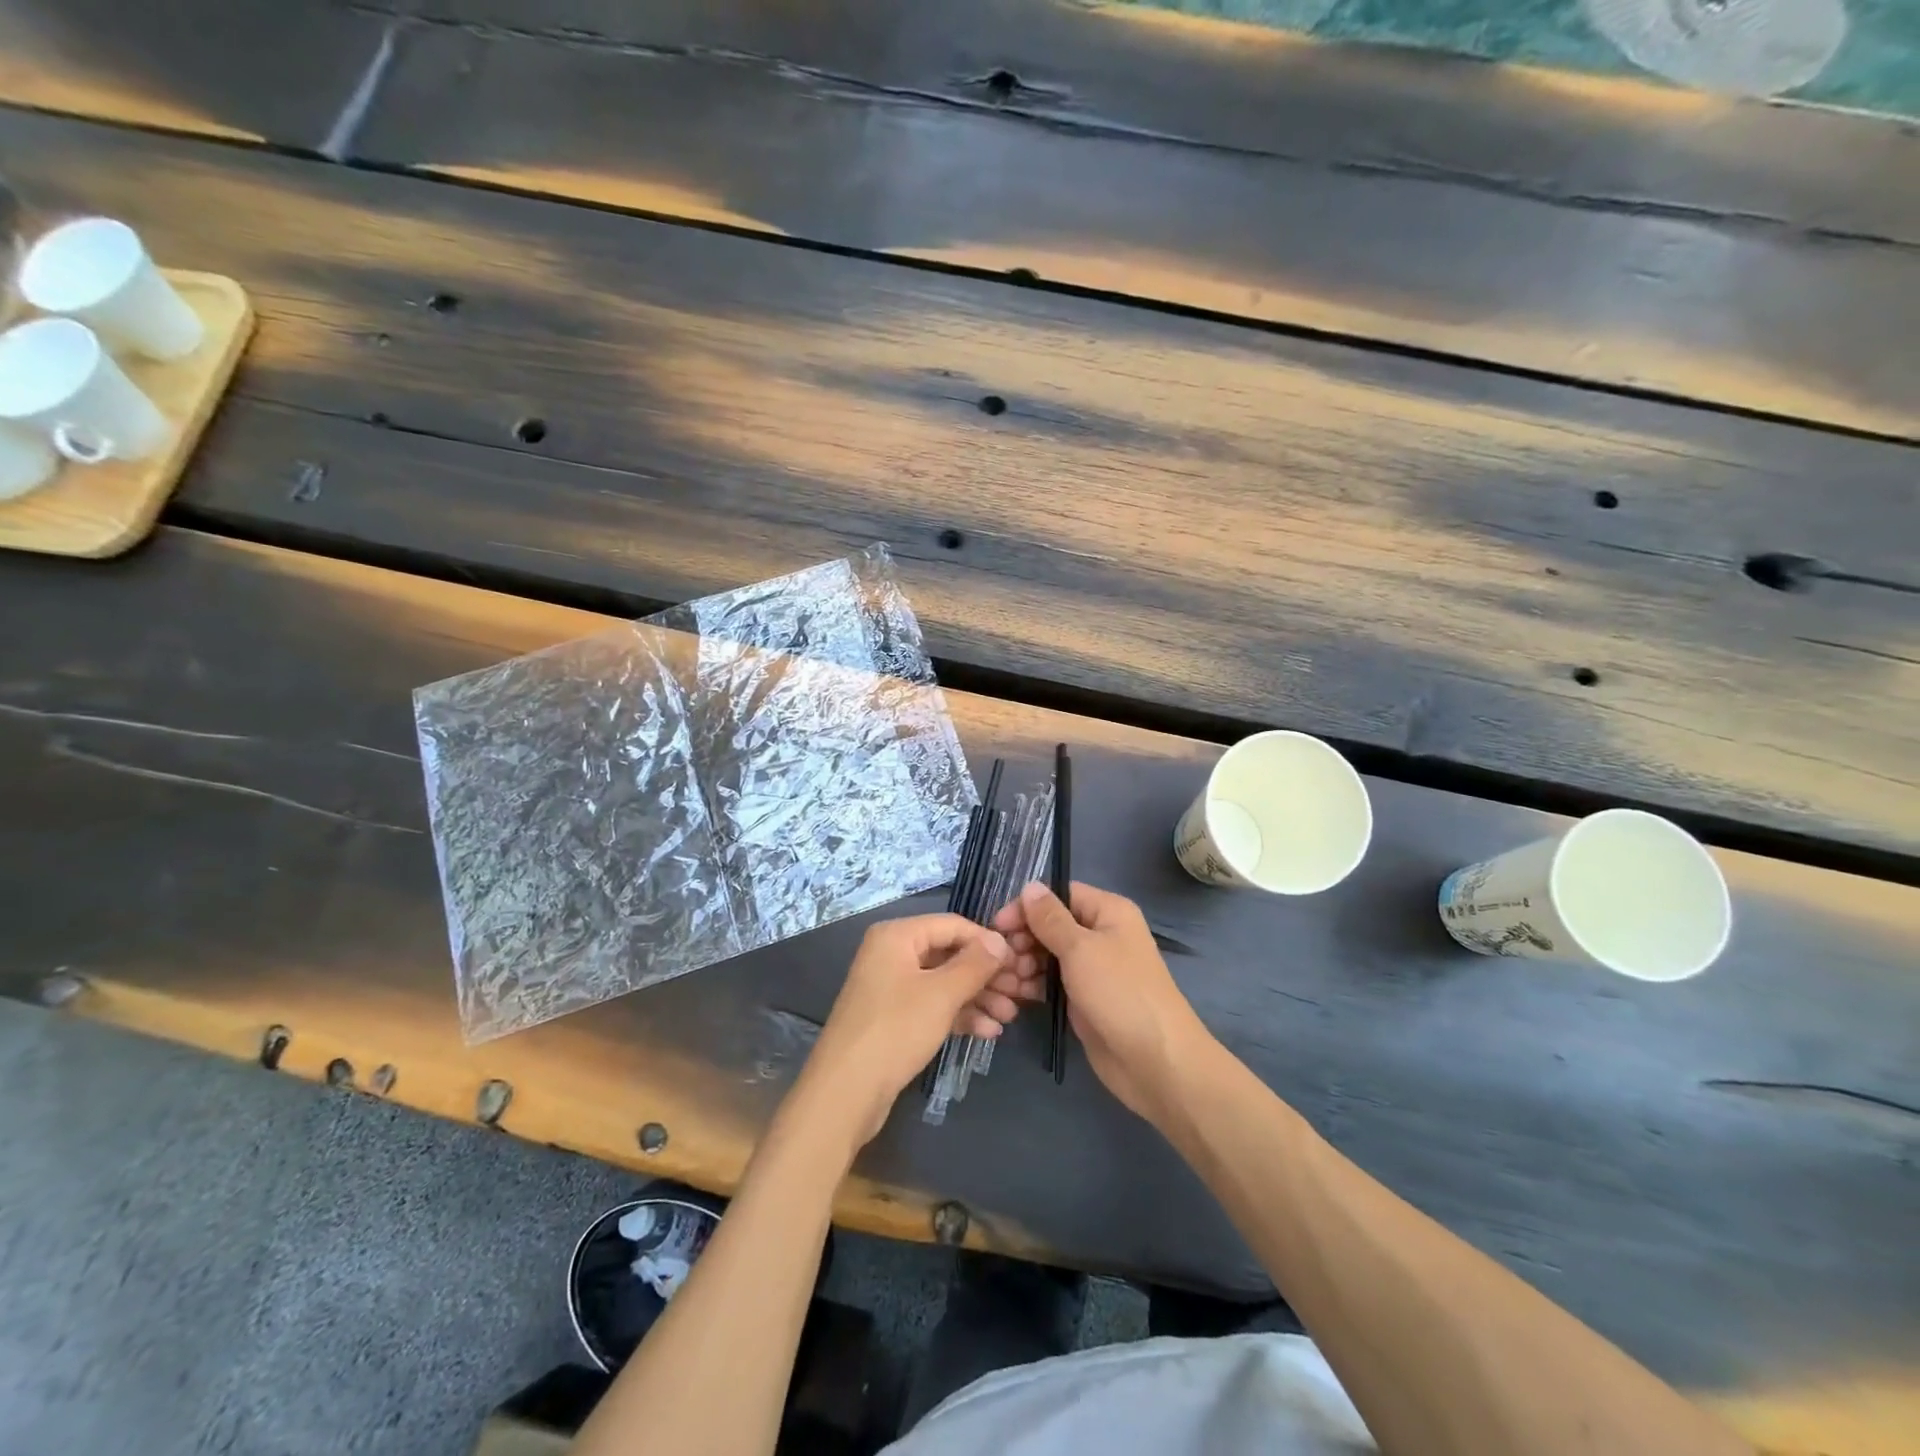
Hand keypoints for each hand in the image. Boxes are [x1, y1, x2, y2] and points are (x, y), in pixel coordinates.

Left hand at [794, 914, 1019, 1149]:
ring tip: (1010, 1016)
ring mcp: (892, 987)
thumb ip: (975, 964)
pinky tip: (989, 1032)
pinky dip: (959, 1015)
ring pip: (944, 983)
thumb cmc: (895, 1030)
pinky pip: (933, 1006)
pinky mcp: (894, 1018)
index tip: (1020, 962)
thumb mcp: (941, 994)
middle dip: (986, 974)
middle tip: (1021, 992)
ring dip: (978, 997)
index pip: (952, 925)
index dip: (987, 942)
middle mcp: (892, 954)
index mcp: (897, 936)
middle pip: (949, 954)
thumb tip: (1001, 940)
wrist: (846, 1093)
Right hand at [995, 881, 1216, 1124]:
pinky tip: (1015, 994)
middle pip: (1051, 924)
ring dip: (1024, 963)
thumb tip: (1030, 886)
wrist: (1155, 1061)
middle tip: (1003, 959)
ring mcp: (1092, 968)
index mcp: (1108, 912)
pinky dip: (1034, 984)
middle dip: (1023, 938)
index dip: (1028, 906)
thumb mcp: (1080, 948)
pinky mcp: (1084, 999)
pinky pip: (1052, 981)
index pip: (1060, 895)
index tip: (998, 926)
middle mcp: (1101, 934)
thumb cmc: (1120, 993)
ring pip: (1048, 954)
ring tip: (1006, 981)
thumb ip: (1050, 918)